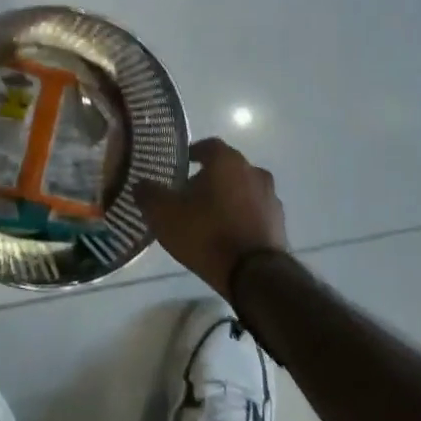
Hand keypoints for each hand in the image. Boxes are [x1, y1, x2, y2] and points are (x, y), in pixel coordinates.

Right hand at [137, 138, 287, 300]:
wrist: (254, 275)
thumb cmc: (206, 234)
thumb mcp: (165, 214)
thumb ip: (149, 194)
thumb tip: (141, 184)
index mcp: (227, 161)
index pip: (208, 145)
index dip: (192, 154)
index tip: (179, 167)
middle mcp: (253, 171)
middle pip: (227, 168)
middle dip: (209, 178)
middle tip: (189, 195)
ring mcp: (270, 197)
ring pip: (243, 189)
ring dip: (228, 198)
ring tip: (208, 218)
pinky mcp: (280, 223)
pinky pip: (255, 212)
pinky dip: (242, 216)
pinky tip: (228, 235)